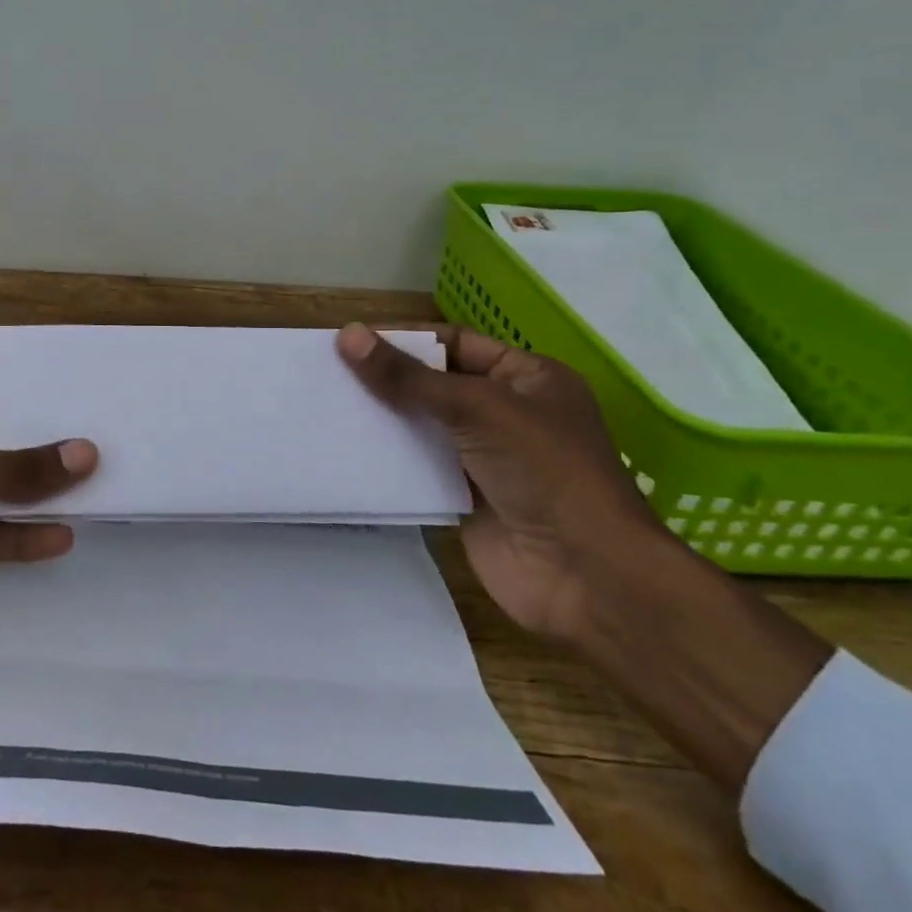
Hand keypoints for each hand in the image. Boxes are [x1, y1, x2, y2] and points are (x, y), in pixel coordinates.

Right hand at [338, 321, 829, 792]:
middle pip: (434, 384)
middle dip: (386, 378)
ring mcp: (485, 458)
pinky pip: (418, 466)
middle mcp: (507, 412)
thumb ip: (409, 377)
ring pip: (422, 426)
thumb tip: (347, 335)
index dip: (405, 340)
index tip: (349, 341)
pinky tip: (345, 448)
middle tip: (326, 372)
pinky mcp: (464, 497)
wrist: (586, 576)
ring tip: (325, 405)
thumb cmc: (545, 471)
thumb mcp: (477, 408)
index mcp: (527, 378)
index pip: (455, 344)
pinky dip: (387, 458)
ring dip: (382, 418)